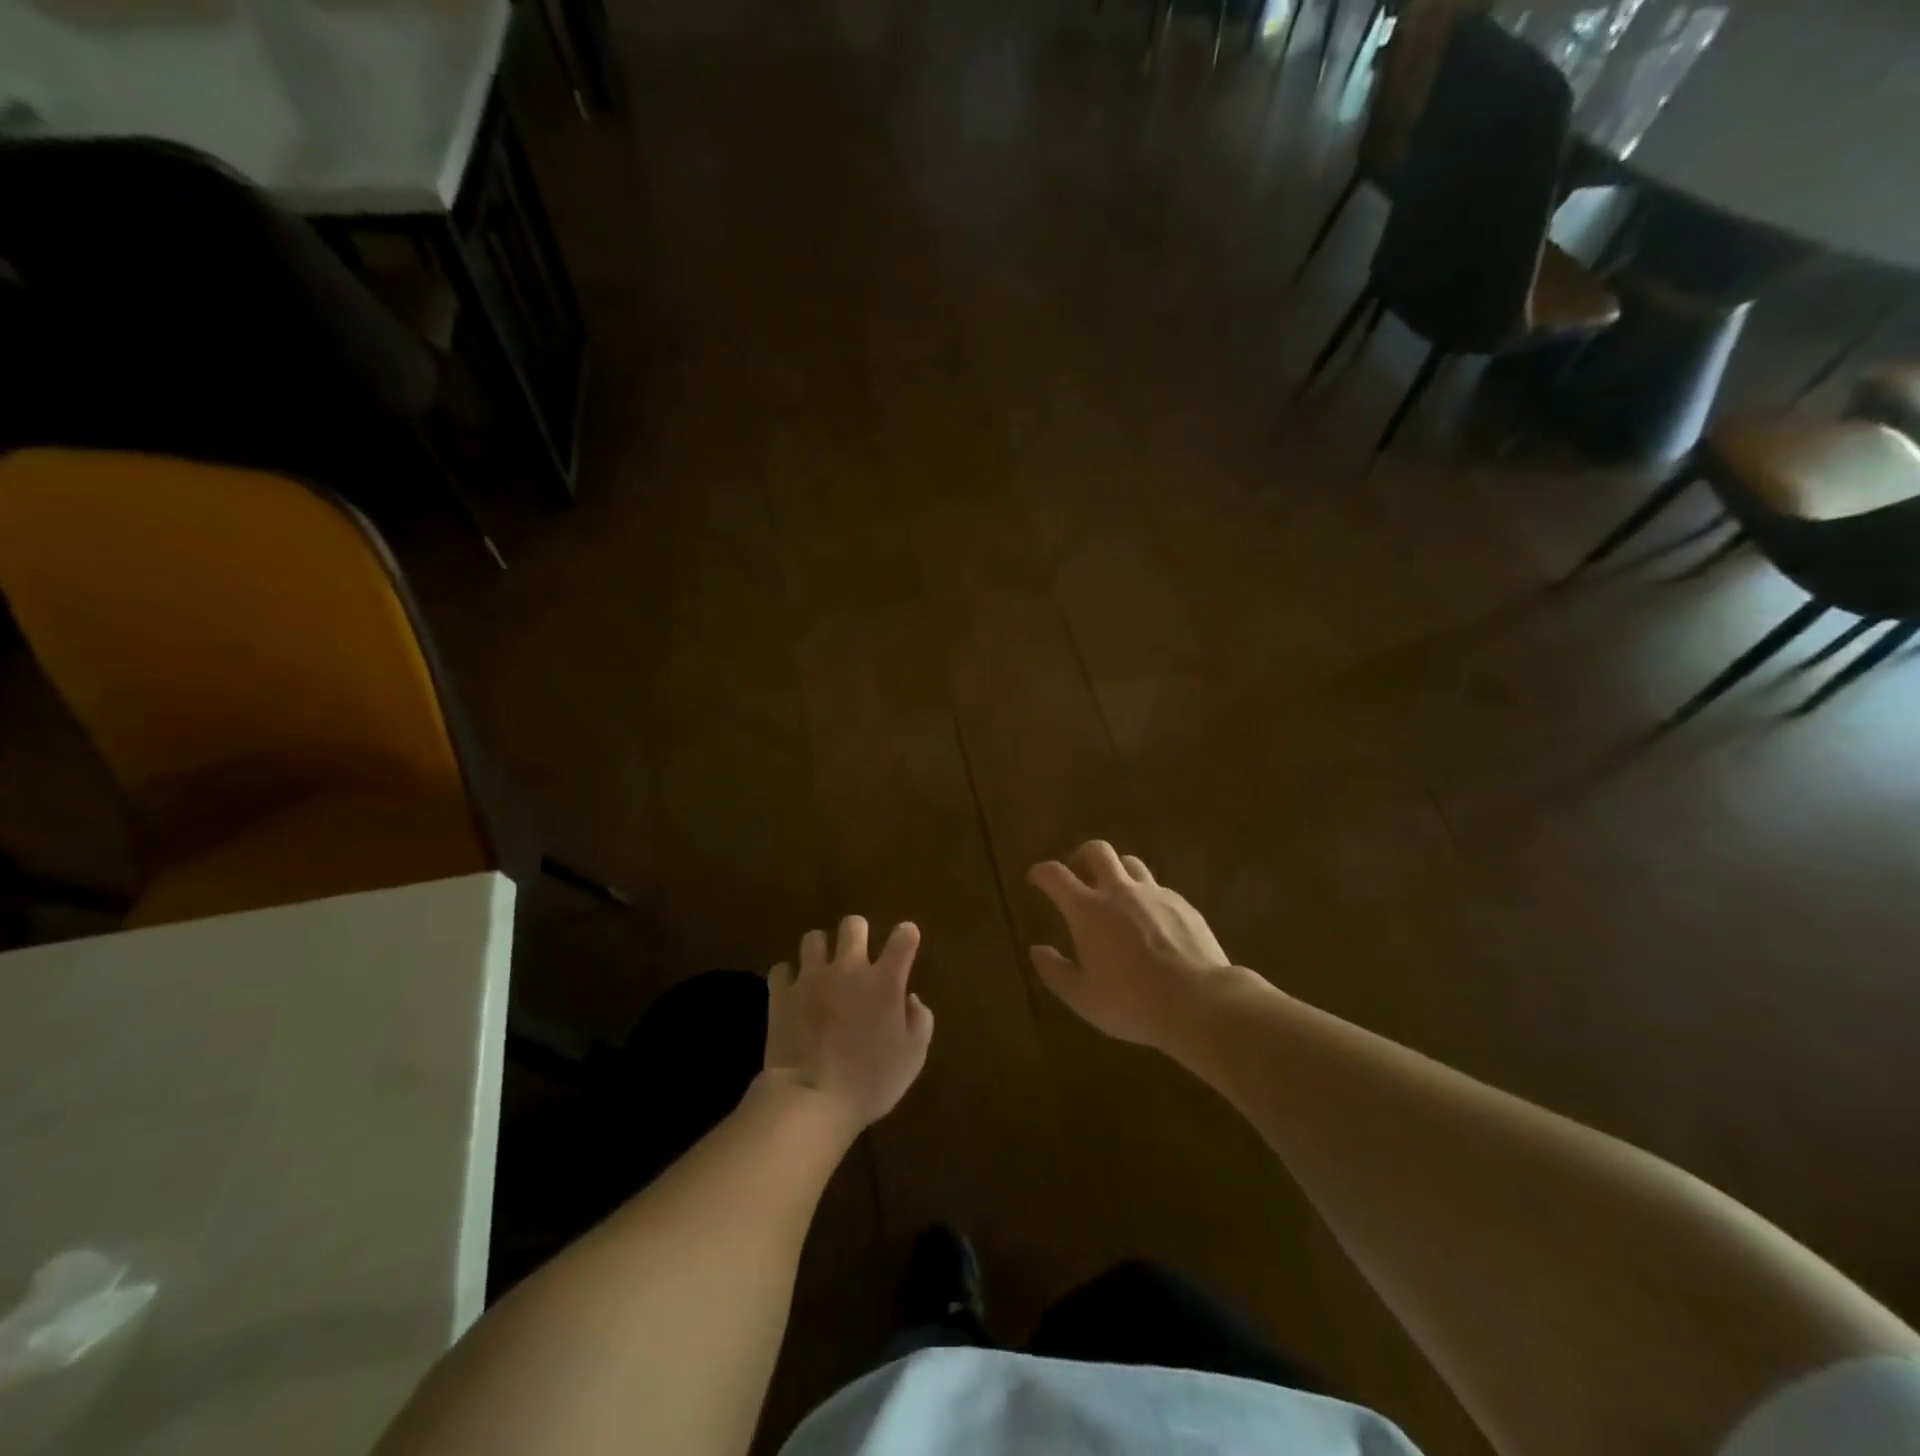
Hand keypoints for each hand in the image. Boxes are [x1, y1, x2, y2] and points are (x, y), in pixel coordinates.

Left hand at [765, 916, 933, 1131]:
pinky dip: (788, 977)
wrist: (811, 1099)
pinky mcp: (781, 993)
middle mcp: (849, 968)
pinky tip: (794, 991)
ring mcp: (811, 977)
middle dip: (858, 933)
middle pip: (853, 925)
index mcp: (885, 981)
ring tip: (822, 970)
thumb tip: (911, 998)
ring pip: (813, 938)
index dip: (907, 935)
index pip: (903, 937)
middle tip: (859, 956)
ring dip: (821, 951)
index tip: (906, 942)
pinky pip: (782, 969)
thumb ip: (920, 1021)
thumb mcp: (912, 1058)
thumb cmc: (870, 1082)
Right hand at [1028, 841, 1241, 1050]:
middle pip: (1097, 850)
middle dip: (1081, 856)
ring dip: (1117, 872)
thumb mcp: (1083, 998)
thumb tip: (1037, 950)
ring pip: (1131, 863)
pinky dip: (1146, 896)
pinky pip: (1158, 888)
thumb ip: (1055, 971)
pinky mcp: (1182, 904)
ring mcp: (1154, 894)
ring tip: (1116, 895)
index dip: (1041, 872)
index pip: (1055, 875)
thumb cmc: (1132, 1003)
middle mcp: (1119, 891)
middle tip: (1078, 873)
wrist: (1200, 1002)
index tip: (1036, 878)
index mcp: (1088, 910)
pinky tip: (1151, 922)